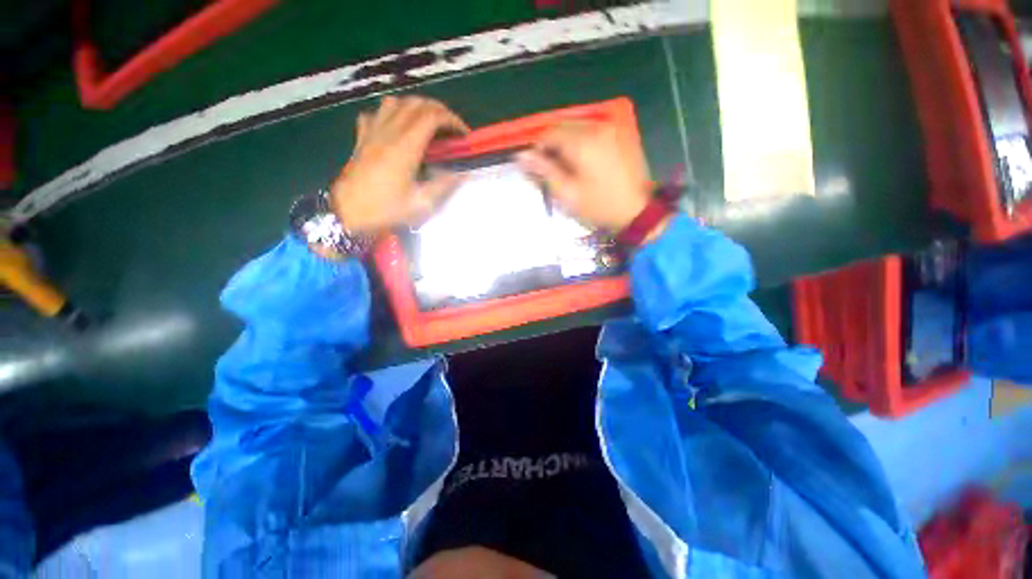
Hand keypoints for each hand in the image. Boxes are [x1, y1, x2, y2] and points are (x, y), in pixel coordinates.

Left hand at [329, 96, 468, 234]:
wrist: (347, 213)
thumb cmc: (386, 210)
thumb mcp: (421, 204)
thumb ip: (443, 185)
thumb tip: (462, 173)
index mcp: (405, 147)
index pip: (432, 117)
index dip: (452, 120)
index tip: (463, 134)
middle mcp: (388, 132)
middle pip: (416, 104)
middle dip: (439, 110)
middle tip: (451, 128)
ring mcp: (372, 132)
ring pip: (395, 102)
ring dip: (415, 107)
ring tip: (427, 123)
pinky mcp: (361, 138)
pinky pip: (376, 113)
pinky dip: (391, 113)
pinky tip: (397, 127)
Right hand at [516, 120, 652, 232]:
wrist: (636, 212)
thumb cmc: (598, 206)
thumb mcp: (567, 194)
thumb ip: (544, 171)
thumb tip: (522, 156)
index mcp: (582, 142)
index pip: (549, 133)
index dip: (538, 148)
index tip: (536, 166)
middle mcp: (597, 127)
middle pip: (564, 126)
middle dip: (552, 143)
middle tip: (550, 167)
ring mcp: (611, 129)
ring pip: (578, 126)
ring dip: (566, 141)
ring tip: (566, 165)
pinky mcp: (620, 135)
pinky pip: (592, 130)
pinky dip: (581, 140)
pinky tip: (582, 160)